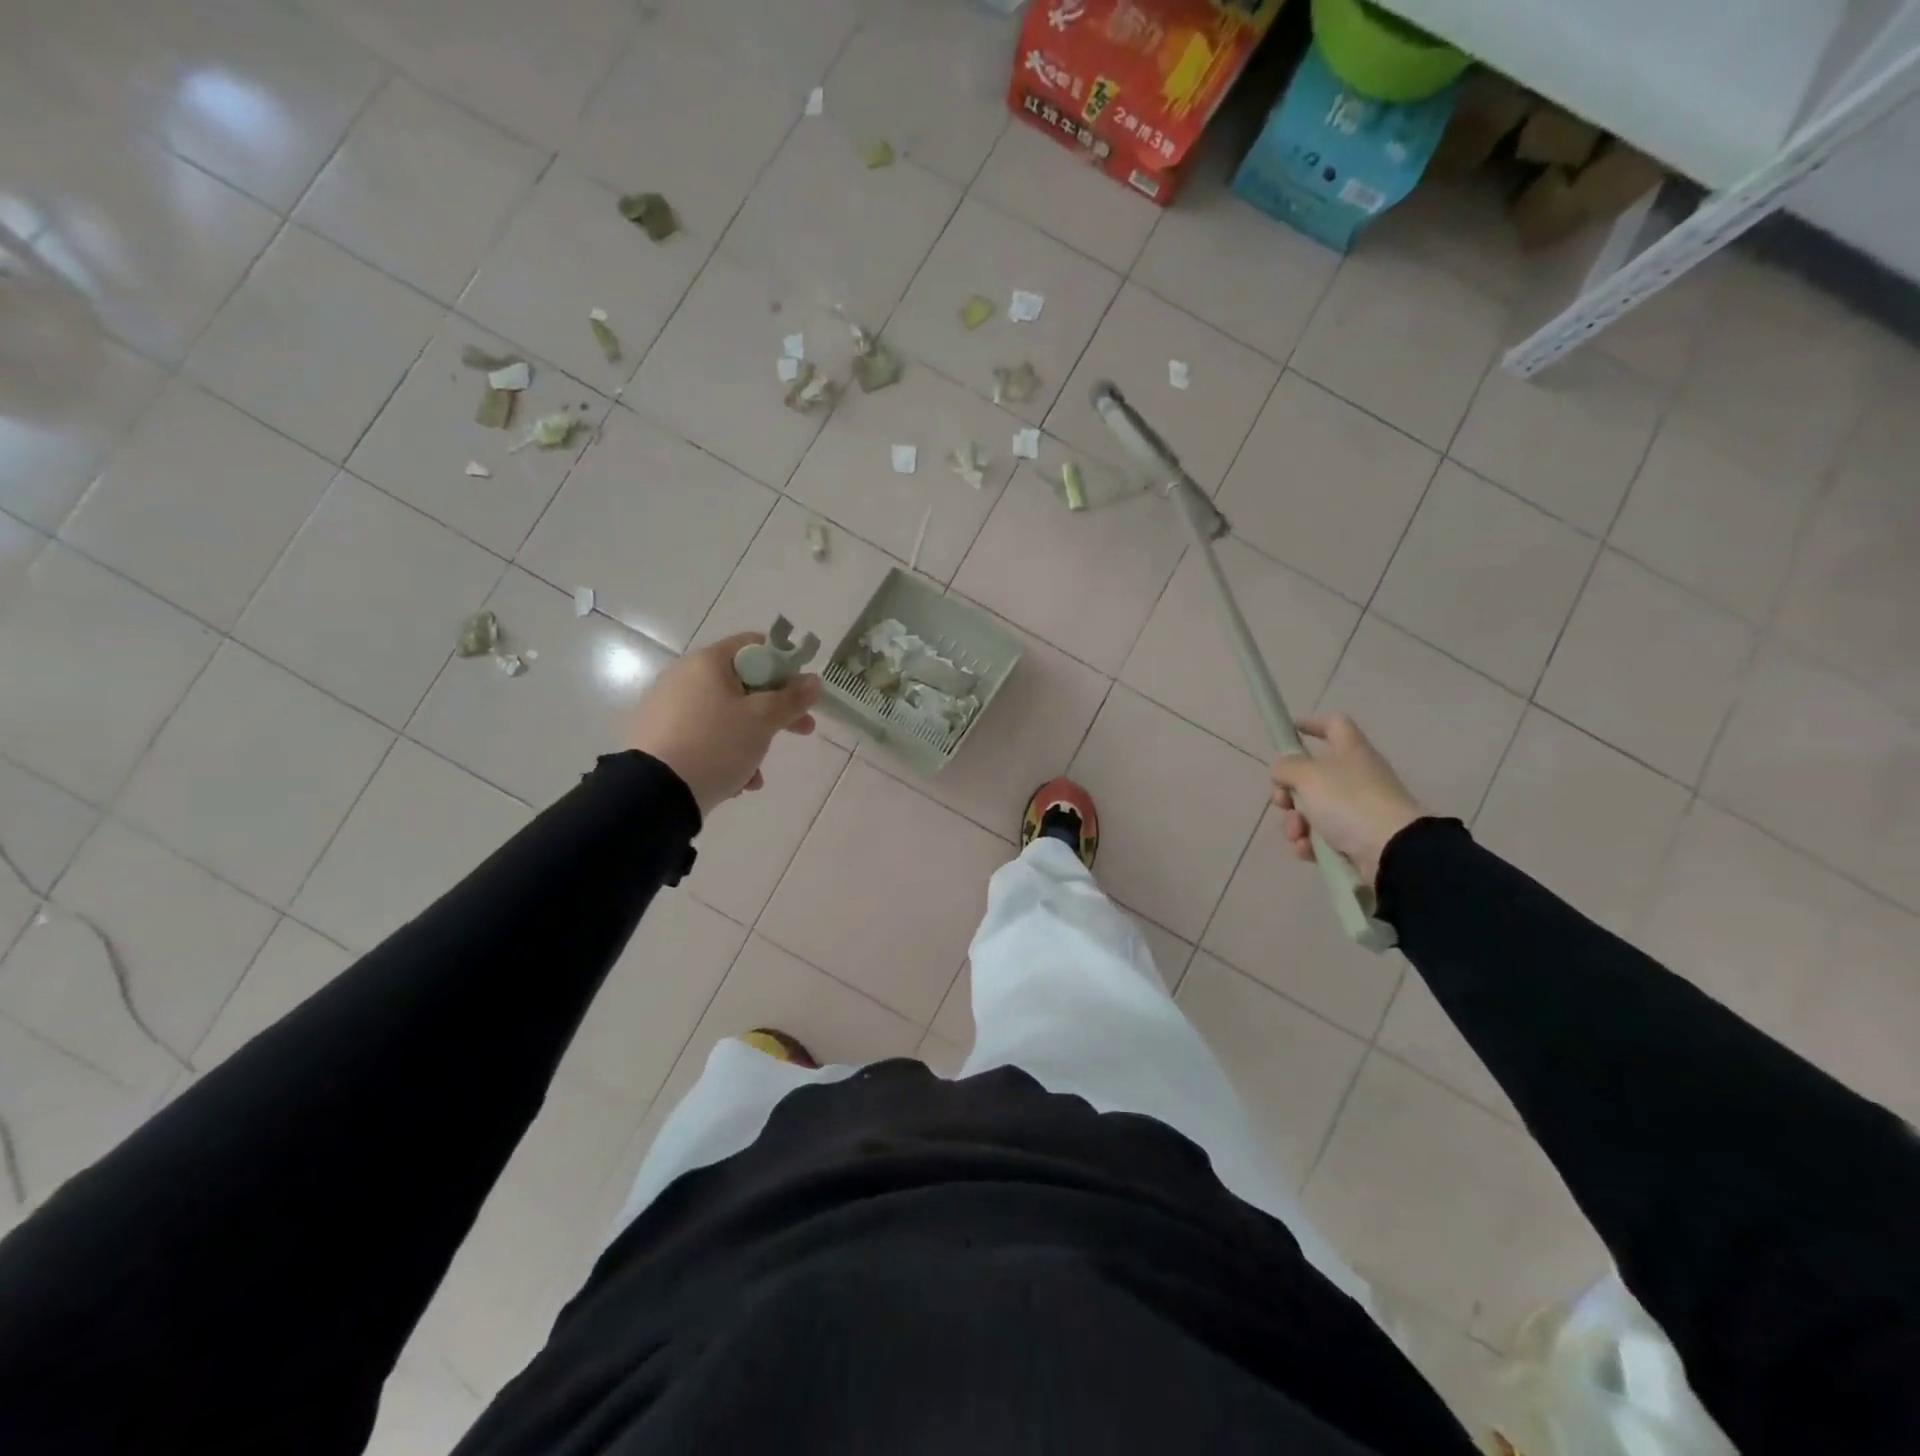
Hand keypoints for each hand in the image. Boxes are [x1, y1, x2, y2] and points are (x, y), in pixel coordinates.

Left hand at [628, 634, 820, 817]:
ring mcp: (669, 709)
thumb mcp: (763, 720)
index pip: (754, 646)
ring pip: (726, 717)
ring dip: (751, 741)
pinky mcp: (661, 739)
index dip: (783, 666)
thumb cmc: (716, 743)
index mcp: (707, 662)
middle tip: (802, 730)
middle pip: (743, 685)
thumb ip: (792, 698)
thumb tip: (813, 681)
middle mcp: (684, 678)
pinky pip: (705, 739)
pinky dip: (725, 755)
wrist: (656, 793)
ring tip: (758, 774)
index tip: (800, 692)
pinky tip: (736, 783)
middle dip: (775, 711)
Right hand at [1269, 715, 1423, 886]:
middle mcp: (1355, 776)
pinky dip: (1309, 842)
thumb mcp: (1308, 776)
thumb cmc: (1348, 802)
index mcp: (1350, 751)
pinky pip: (1322, 835)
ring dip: (1295, 821)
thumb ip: (1287, 766)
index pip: (1334, 724)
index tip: (1290, 731)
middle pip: (1312, 774)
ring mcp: (1357, 808)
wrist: (1392, 851)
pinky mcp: (1356, 838)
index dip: (1312, 723)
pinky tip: (1306, 849)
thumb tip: (1282, 768)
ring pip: (1312, 808)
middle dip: (1288, 790)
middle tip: (1282, 801)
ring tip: (1297, 834)